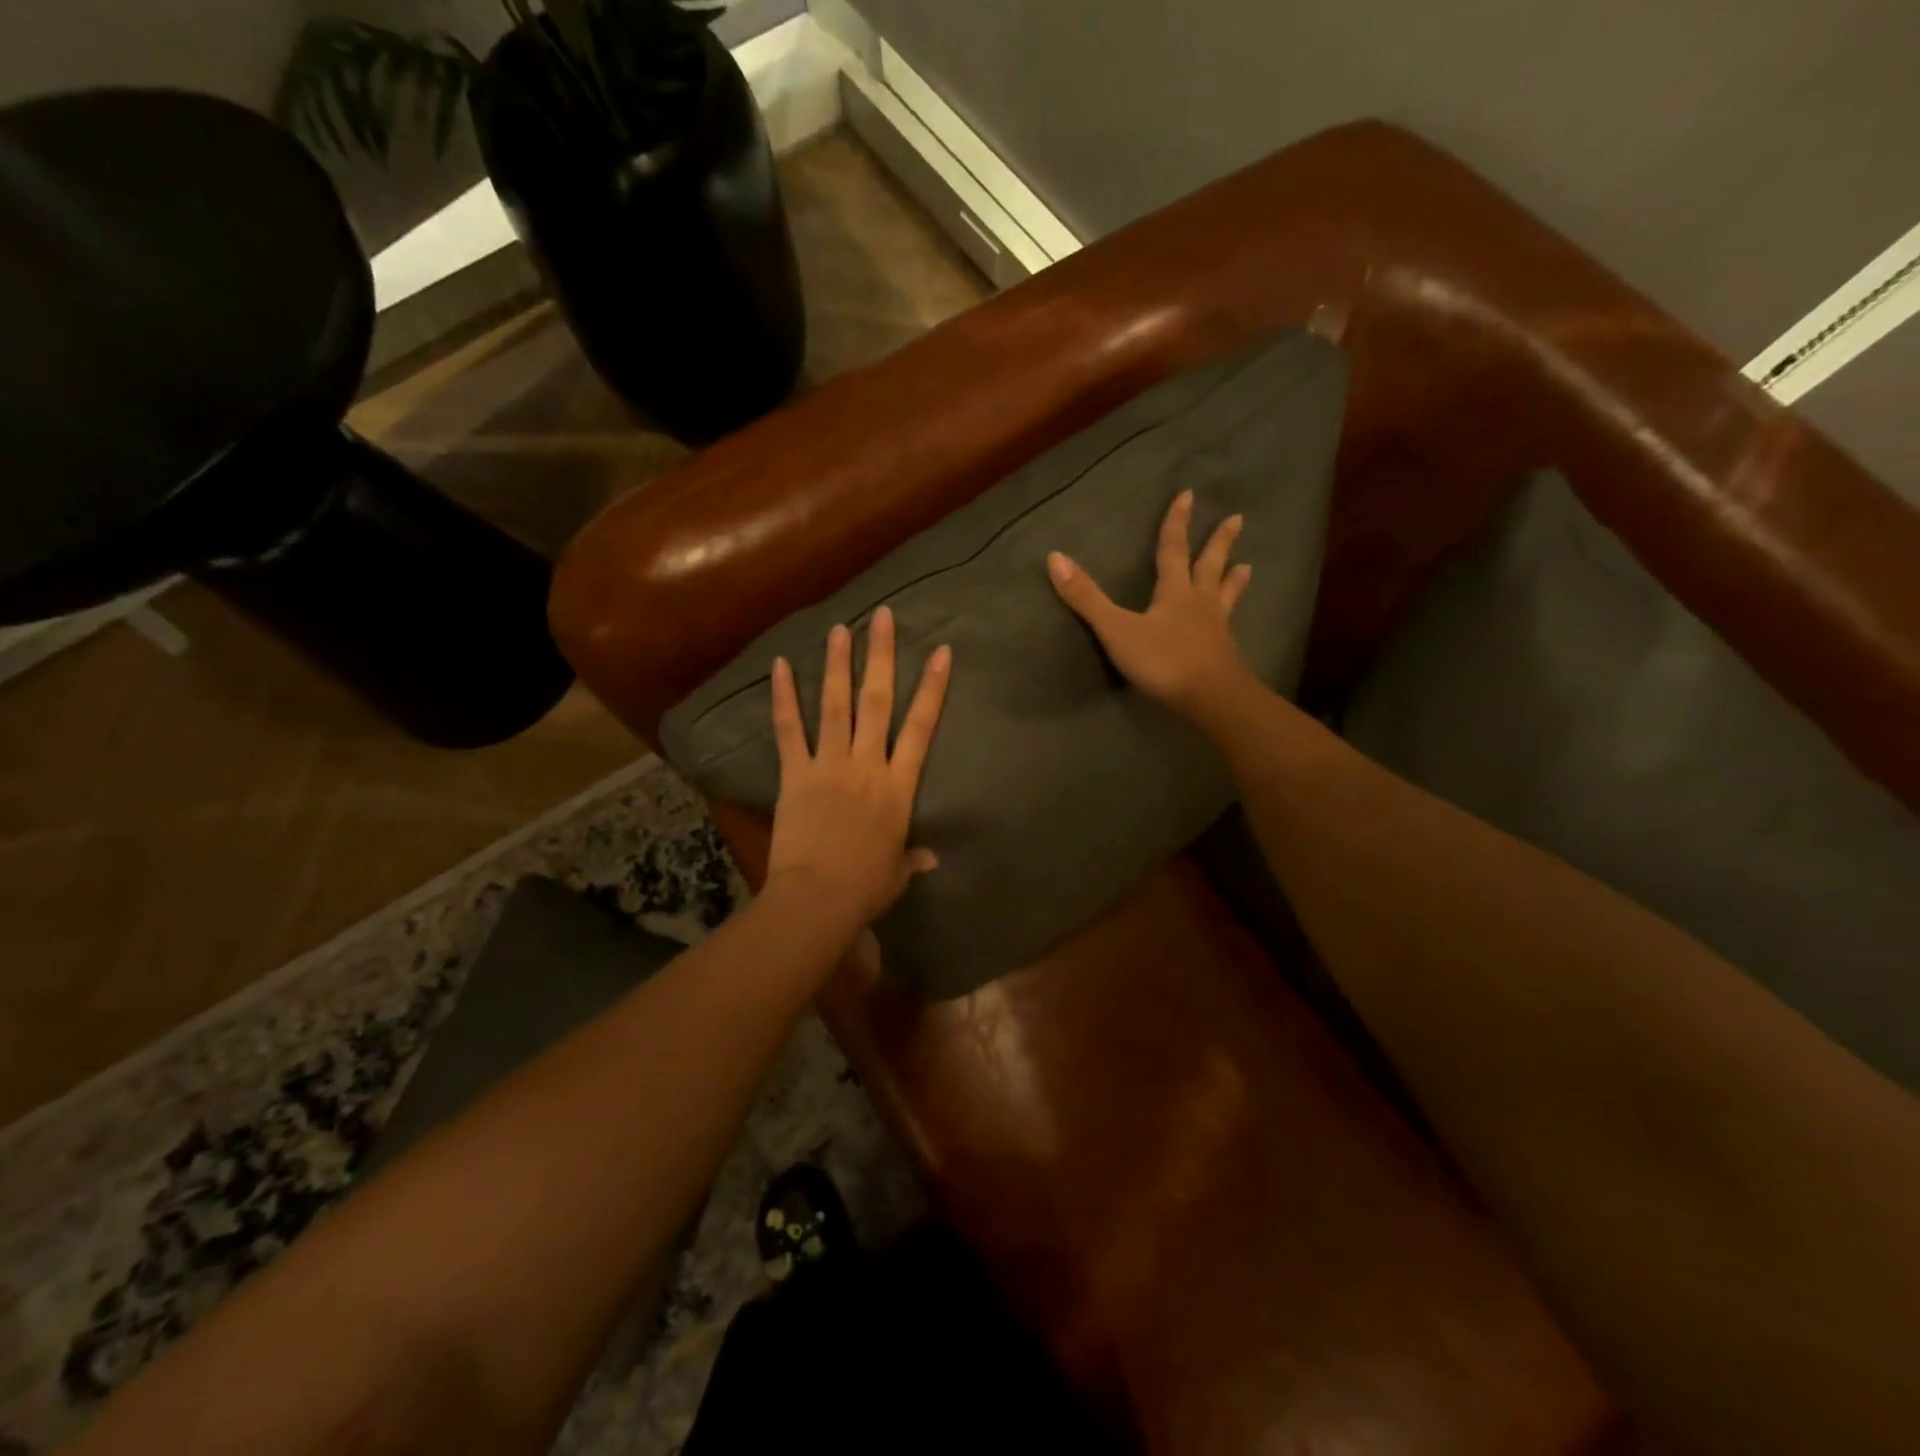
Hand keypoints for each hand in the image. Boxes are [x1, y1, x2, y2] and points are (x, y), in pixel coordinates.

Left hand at [766, 606, 951, 934]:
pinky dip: (784, 697)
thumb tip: (931, 858)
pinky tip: (779, 665)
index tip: (941, 652)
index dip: (933, 688)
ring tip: (840, 628)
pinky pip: (789, 730)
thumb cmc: (865, 888)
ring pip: (836, 706)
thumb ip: (913, 858)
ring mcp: (829, 766)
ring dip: (838, 665)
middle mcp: (867, 765)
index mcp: (898, 787)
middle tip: (882, 618)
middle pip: (878, 702)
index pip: (921, 727)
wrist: (818, 898)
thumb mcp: (897, 874)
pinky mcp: (795, 775)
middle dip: (881, 657)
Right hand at [1048, 490, 1257, 724]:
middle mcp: (1199, 604)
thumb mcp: (1117, 629)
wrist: (1210, 698)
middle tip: (1237, 519)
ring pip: (1225, 596)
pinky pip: (1229, 627)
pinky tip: (1233, 624)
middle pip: (1210, 566)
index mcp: (1175, 592)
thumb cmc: (1163, 660)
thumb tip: (1055, 557)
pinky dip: (1231, 618)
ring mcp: (1216, 629)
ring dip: (1234, 580)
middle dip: (1220, 542)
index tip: (1187, 495)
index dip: (1176, 523)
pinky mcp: (1224, 655)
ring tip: (1248, 567)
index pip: (1173, 550)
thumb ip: (1087, 598)